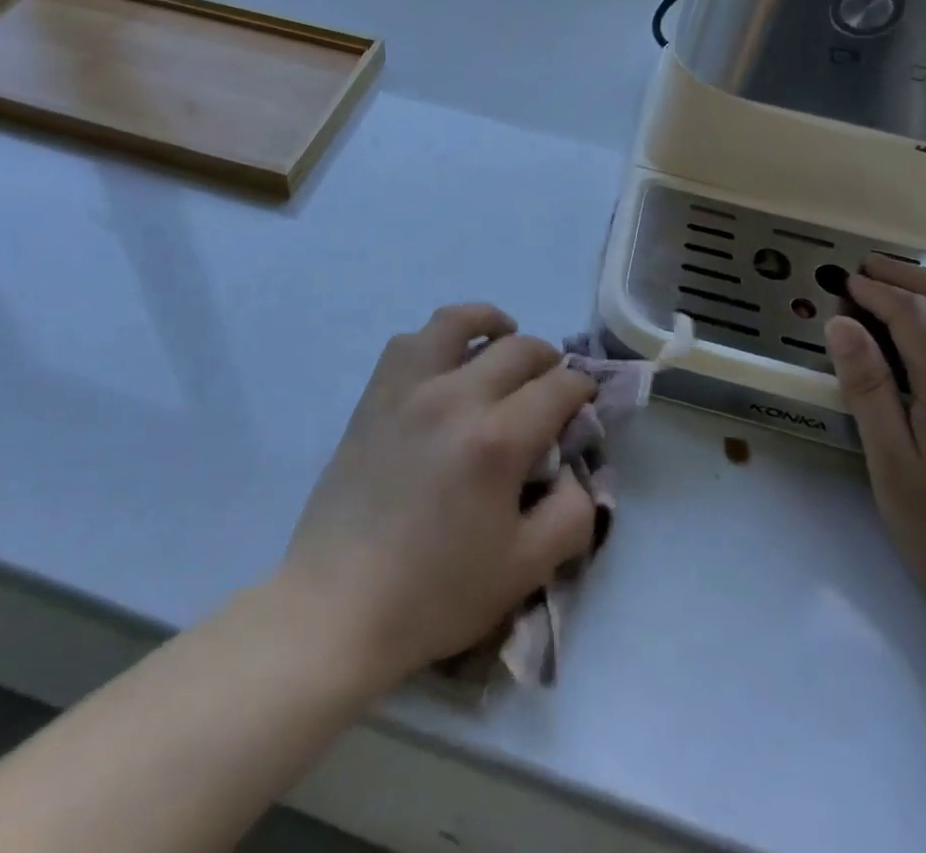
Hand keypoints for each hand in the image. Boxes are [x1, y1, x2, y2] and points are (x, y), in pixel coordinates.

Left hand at [282, 304, 597, 686]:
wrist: (340, 604)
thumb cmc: (436, 592)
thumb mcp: (525, 569)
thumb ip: (571, 513)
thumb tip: (575, 470)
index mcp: (498, 439)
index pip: (558, 386)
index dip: (581, 388)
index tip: (584, 400)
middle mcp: (456, 396)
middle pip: (518, 348)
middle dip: (547, 359)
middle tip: (551, 382)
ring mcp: (409, 389)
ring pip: (456, 321)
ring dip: (490, 323)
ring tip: (501, 338)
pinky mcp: (375, 395)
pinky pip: (408, 342)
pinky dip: (436, 339)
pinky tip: (445, 363)